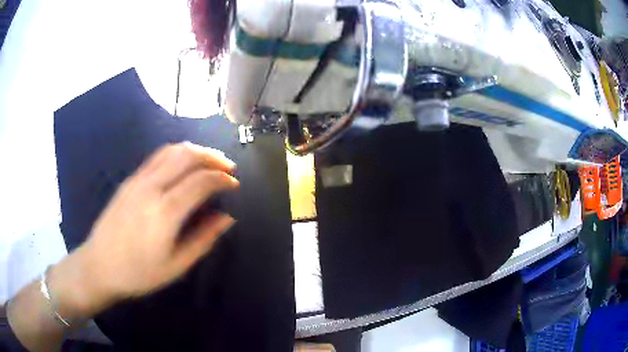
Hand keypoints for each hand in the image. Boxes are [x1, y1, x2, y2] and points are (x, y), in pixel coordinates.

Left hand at [50, 142, 238, 315]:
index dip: (222, 179)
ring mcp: (138, 180)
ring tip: (209, 161)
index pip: (201, 181)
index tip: (234, 184)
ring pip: (171, 150)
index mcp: (164, 212)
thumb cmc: (138, 273)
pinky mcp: (129, 180)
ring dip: (195, 151)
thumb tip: (227, 218)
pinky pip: (157, 157)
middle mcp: (151, 188)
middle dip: (212, 157)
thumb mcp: (176, 266)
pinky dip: (177, 154)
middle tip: (227, 167)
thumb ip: (203, 239)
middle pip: (187, 156)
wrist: (99, 266)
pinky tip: (183, 165)